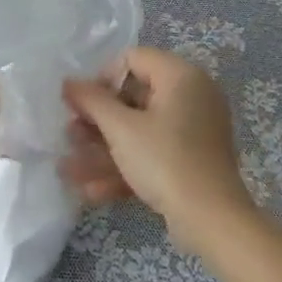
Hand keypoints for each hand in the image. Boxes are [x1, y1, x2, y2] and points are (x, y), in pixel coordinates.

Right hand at [61, 47, 253, 249]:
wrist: (213, 222)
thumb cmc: (165, 160)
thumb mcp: (121, 128)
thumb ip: (91, 101)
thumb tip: (69, 82)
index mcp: (181, 76)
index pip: (132, 59)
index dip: (101, 79)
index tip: (81, 104)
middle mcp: (191, 97)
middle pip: (133, 98)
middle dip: (97, 121)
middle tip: (70, 135)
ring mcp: (193, 131)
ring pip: (139, 131)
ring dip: (103, 149)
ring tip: (69, 168)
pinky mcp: (191, 161)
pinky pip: (153, 153)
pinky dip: (125, 167)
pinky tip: (92, 191)